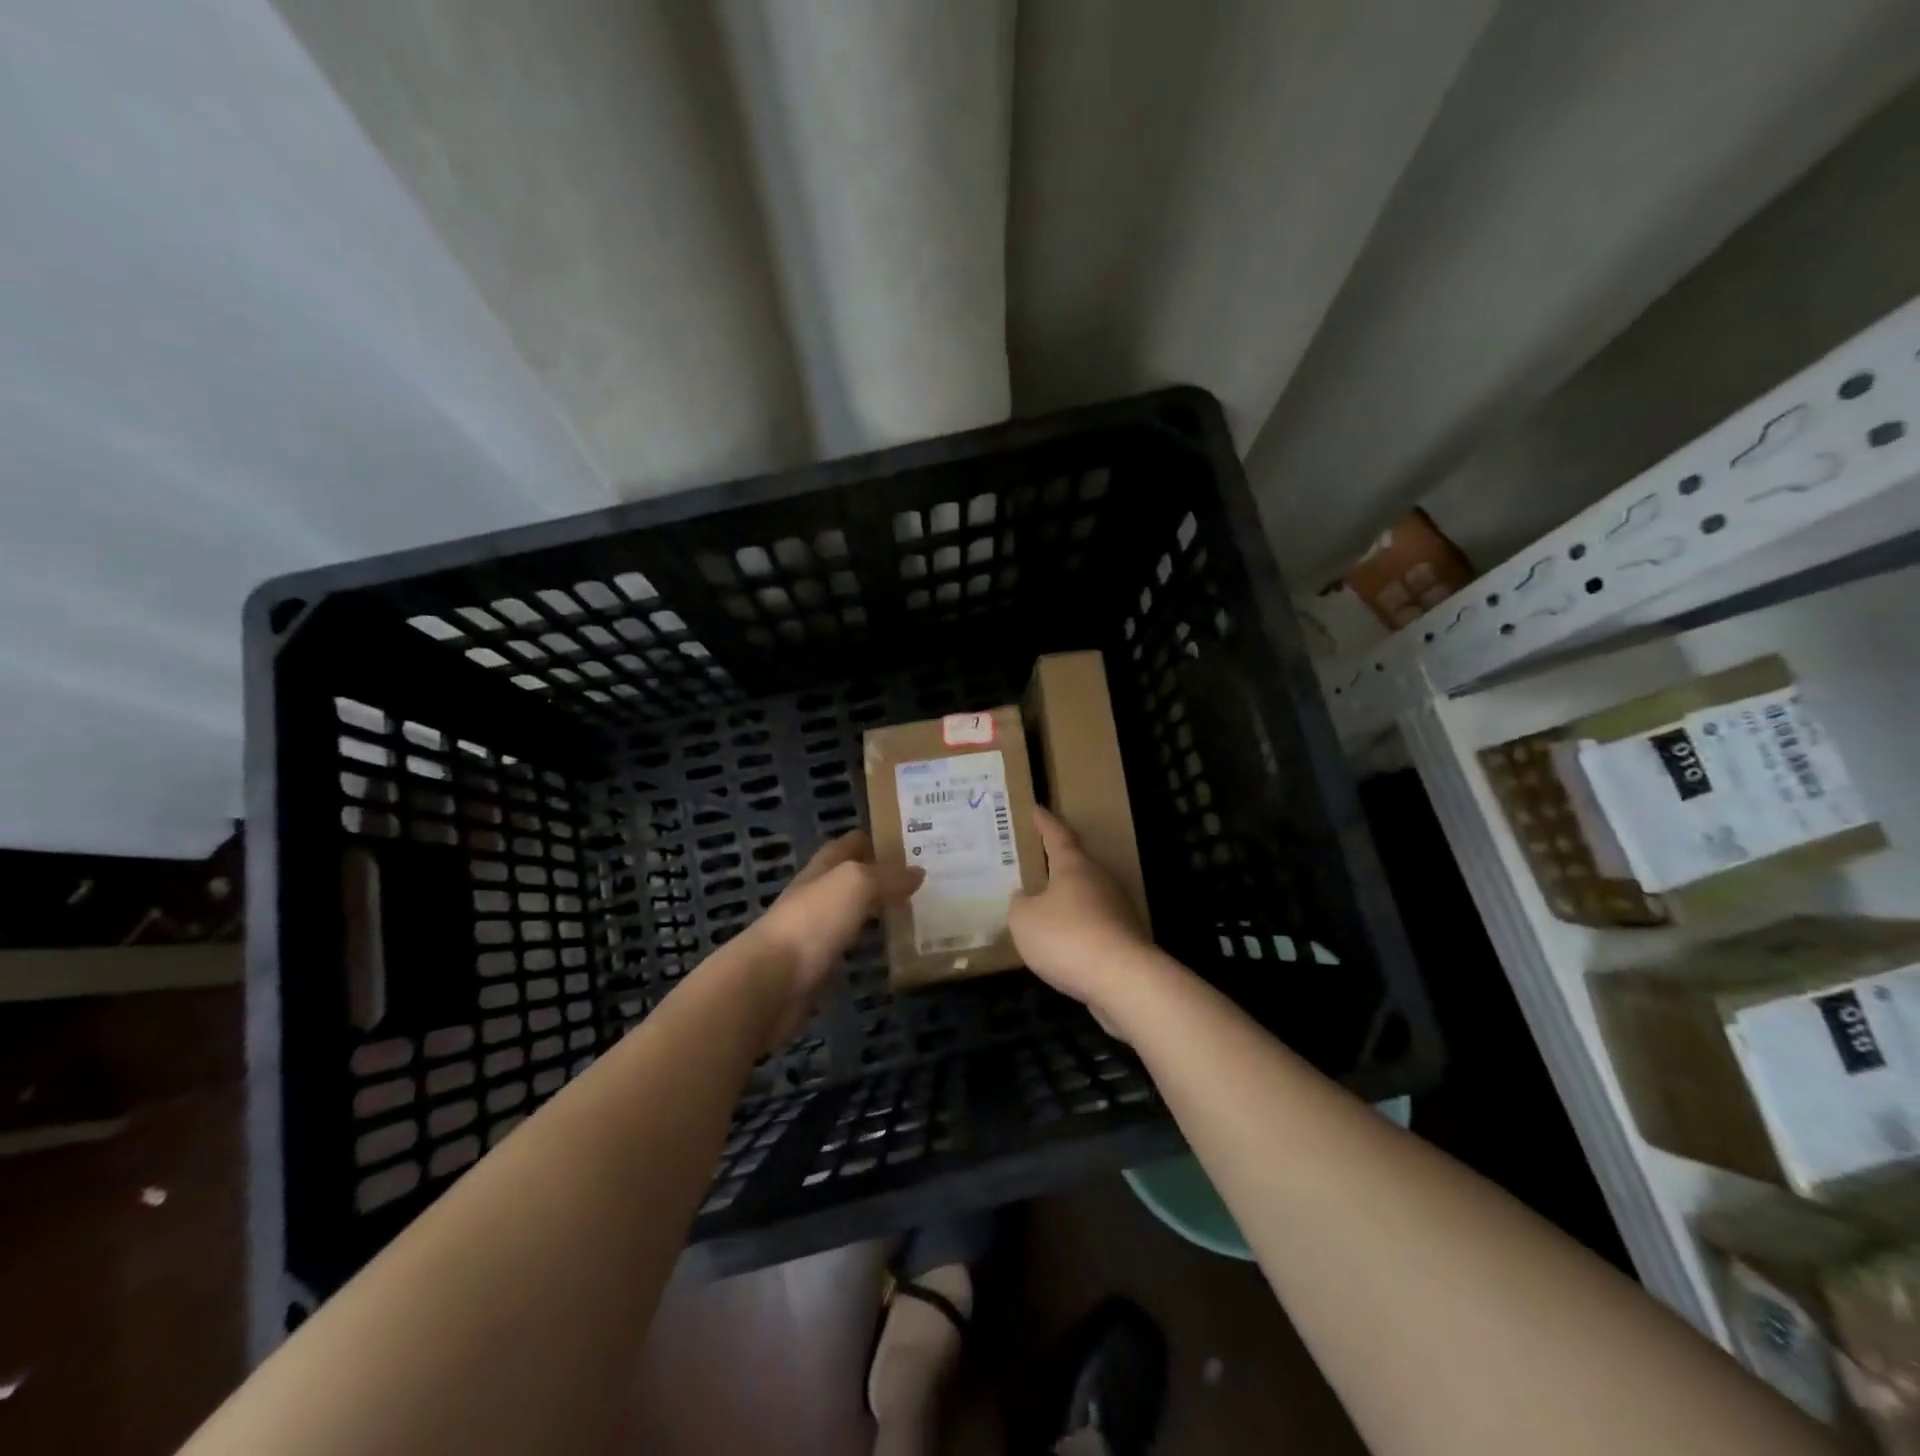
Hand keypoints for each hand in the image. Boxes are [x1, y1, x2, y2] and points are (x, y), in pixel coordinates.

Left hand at [744, 830, 921, 1044]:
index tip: (910, 840)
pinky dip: (869, 943)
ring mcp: (814, 933)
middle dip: (882, 875)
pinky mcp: (817, 967)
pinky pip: (850, 947)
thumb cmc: (812, 922)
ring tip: (916, 910)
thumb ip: (886, 876)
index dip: (875, 839)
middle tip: (922, 877)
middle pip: (851, 878)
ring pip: (852, 913)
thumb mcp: (854, 884)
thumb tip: (917, 872)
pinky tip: (891, 948)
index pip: (849, 844)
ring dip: (877, 909)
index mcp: (821, 869)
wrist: (770, 983)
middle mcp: (816, 896)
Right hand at [1008, 807, 1152, 1022]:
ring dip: (1065, 899)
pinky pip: (1092, 924)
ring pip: (1085, 896)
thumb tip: (1023, 896)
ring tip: (1041, 906)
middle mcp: (1099, 880)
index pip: (1057, 835)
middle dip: (1055, 863)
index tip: (1036, 809)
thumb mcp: (1024, 920)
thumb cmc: (1067, 938)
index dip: (1044, 822)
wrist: (1123, 980)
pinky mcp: (1124, 938)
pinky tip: (1061, 942)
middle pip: (1075, 865)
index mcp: (1074, 866)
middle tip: (1033, 861)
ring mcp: (1116, 909)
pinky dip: (1076, 928)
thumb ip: (1019, 904)